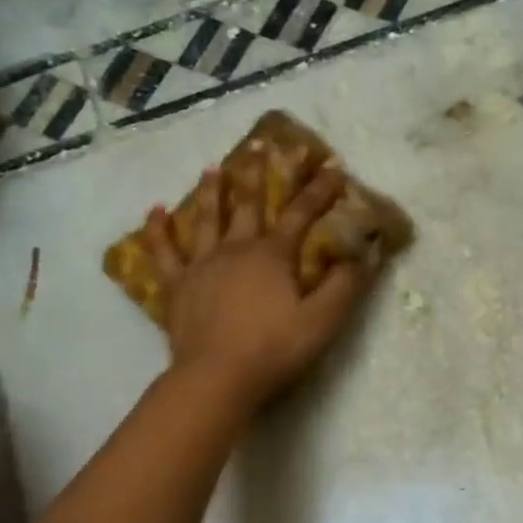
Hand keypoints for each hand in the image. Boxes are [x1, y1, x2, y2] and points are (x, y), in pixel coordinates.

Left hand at [142, 162, 373, 408]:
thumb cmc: (274, 349)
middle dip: (260, 175)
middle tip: (262, 145)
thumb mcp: (322, 320)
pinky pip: (163, 252)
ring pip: (206, 219)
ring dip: (212, 192)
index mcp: (273, 256)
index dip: (319, 191)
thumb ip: (346, 286)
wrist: (217, 377)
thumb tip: (368, 253)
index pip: (301, 214)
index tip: (333, 167)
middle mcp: (236, 250)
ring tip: (213, 168)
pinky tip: (154, 211)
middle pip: (250, 205)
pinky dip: (157, 230)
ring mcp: (202, 265)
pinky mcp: (176, 287)